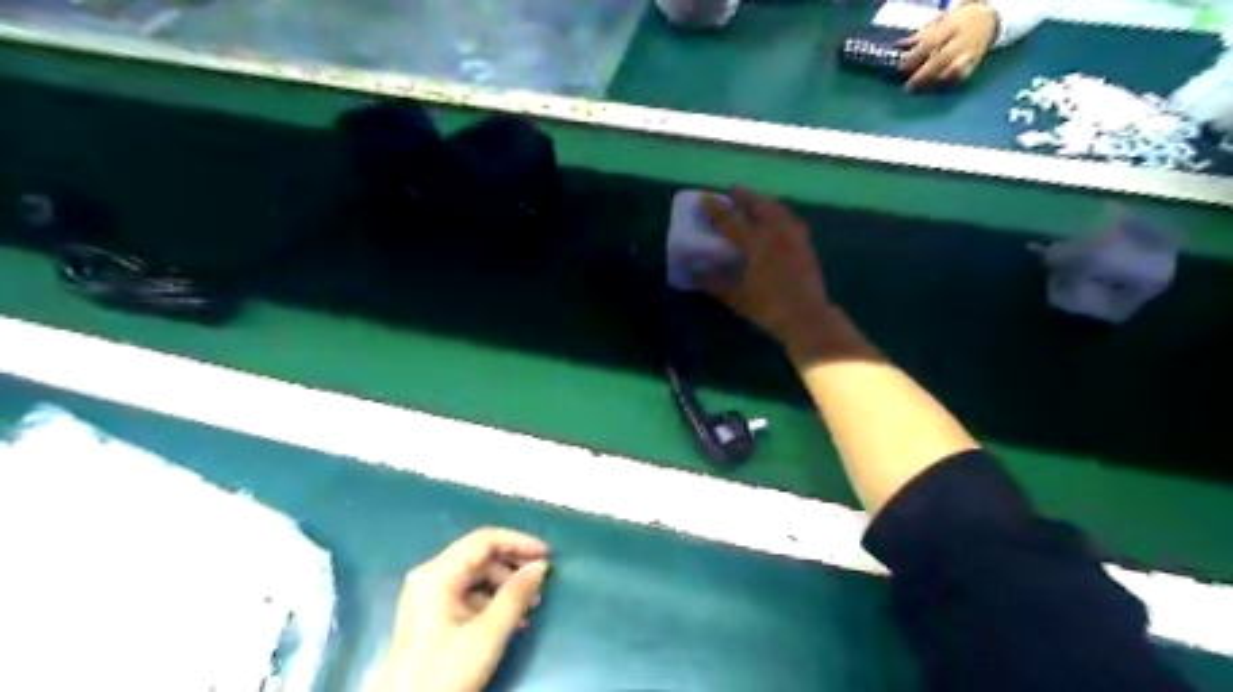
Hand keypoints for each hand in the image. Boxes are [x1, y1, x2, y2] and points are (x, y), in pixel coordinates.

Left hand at [376, 530, 547, 691]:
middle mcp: (430, 575)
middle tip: (541, 580)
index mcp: (439, 573)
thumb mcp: (488, 633)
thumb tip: (540, 566)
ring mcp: (428, 594)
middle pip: (480, 555)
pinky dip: (491, 600)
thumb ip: (516, 594)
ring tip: (531, 605)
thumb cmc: (446, 670)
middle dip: (513, 566)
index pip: (484, 540)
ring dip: (505, 585)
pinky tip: (512, 619)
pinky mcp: (430, 613)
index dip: (518, 542)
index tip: (546, 556)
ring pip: (475, 575)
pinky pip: (466, 593)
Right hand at [699, 189, 833, 360]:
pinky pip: (791, 220)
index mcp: (755, 244)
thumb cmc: (768, 308)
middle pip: (759, 206)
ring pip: (778, 210)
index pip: (731, 221)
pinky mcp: (805, 244)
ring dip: (765, 201)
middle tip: (734, 189)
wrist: (806, 315)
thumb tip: (693, 271)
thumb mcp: (736, 297)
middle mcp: (775, 233)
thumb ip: (713, 282)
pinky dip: (781, 213)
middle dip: (745, 196)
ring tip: (757, 199)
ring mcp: (793, 236)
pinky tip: (781, 217)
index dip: (717, 209)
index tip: (706, 197)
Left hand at [903, 0, 995, 92]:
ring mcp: (970, 53)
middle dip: (923, 75)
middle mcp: (963, 40)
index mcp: (952, 26)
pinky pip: (961, 78)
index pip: (931, 42)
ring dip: (934, 82)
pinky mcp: (974, 65)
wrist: (987, 20)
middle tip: (908, 87)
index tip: (901, 68)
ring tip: (919, 91)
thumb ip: (919, 36)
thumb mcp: (939, 24)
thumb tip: (900, 45)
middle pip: (942, 59)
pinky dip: (948, 85)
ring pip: (953, 70)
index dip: (915, 57)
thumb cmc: (956, 23)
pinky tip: (935, 91)